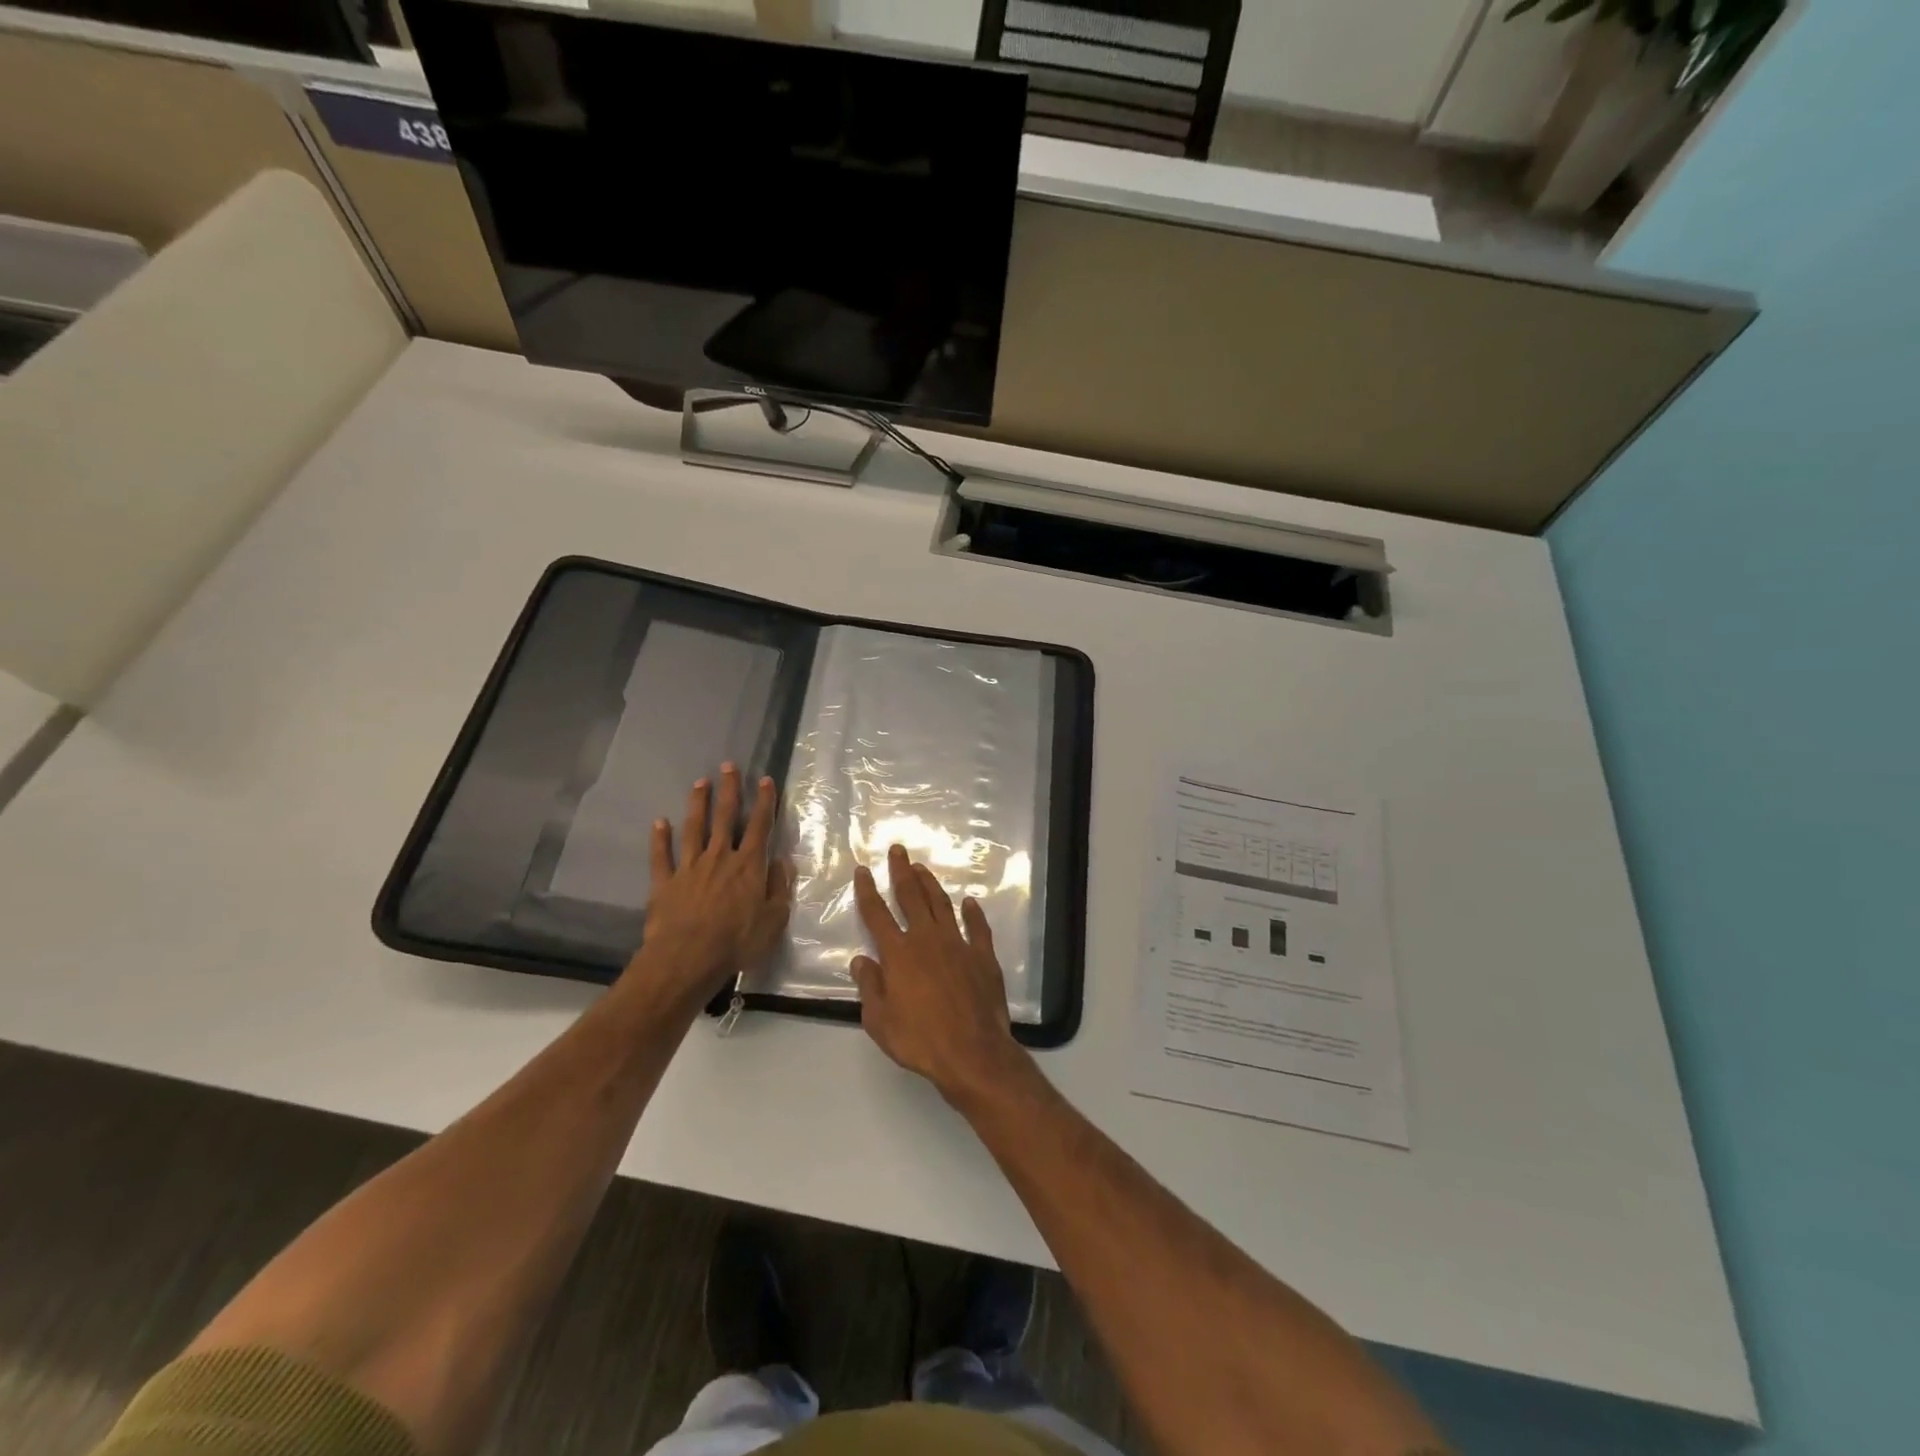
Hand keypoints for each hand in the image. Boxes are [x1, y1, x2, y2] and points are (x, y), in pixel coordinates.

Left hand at [635, 764, 792, 1004]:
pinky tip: (660, 822)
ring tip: (700, 783)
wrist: (688, 958)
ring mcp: (690, 867)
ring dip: (698, 804)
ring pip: (694, 828)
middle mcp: (720, 857)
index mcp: (749, 865)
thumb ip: (780, 887)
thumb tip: (783, 861)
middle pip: (725, 817)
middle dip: (729, 790)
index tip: (765, 780)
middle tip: (728, 766)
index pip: (759, 825)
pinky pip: (662, 856)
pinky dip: (660, 838)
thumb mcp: (774, 919)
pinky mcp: (665, 882)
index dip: (764, 801)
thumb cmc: (738, 941)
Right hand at [850, 844, 1027, 1104]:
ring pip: (941, 905)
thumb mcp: (880, 1021)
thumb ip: (870, 987)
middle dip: (902, 872)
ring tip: (923, 867)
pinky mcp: (983, 956)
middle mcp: (927, 940)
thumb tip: (861, 959)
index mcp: (899, 954)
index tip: (863, 870)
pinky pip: (977, 927)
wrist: (972, 1052)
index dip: (867, 891)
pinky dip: (973, 913)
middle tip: (898, 849)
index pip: (877, 915)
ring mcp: (958, 944)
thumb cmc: (920, 1040)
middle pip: (911, 897)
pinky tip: (969, 902)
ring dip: (931, 884)